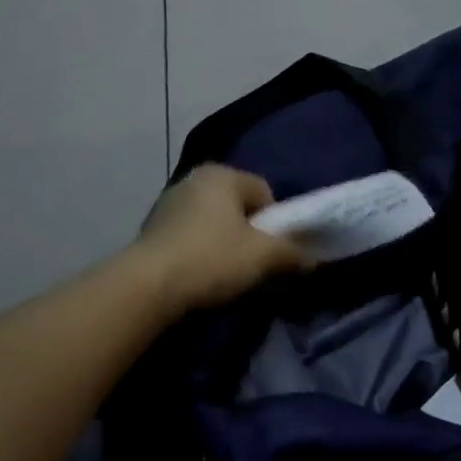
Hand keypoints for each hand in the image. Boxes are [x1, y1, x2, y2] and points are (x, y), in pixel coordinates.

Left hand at [133, 164, 312, 313]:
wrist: (147, 286)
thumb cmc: (212, 258)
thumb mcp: (263, 257)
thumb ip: (293, 254)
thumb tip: (314, 260)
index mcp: (222, 174)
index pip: (264, 192)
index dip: (274, 223)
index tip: (270, 251)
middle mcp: (194, 179)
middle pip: (237, 206)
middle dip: (248, 232)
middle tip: (251, 263)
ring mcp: (169, 202)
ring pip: (213, 221)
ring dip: (223, 242)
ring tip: (224, 274)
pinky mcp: (152, 228)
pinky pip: (190, 235)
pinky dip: (199, 250)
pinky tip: (198, 275)